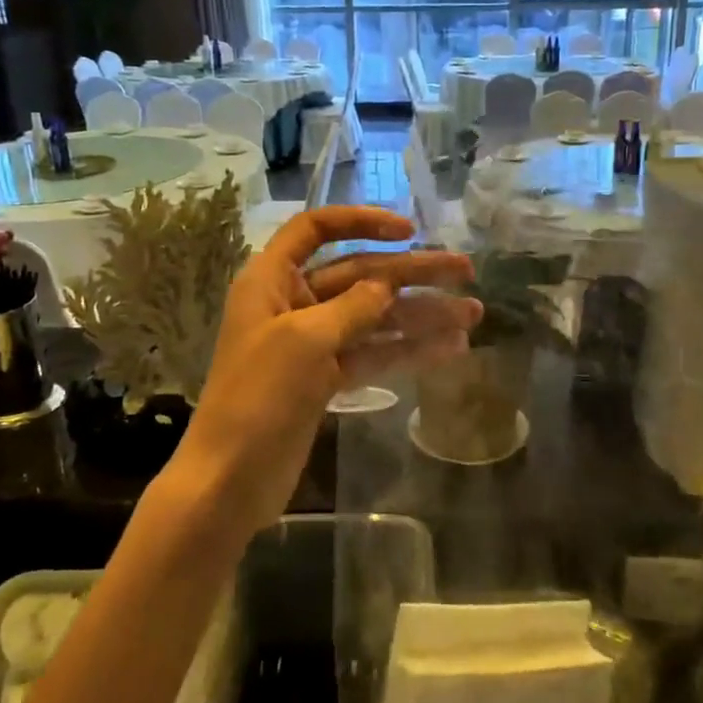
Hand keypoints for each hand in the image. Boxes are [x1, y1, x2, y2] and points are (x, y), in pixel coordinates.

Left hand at [176, 207, 481, 531]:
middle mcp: (292, 302)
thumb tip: (388, 284)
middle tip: (466, 271)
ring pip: (373, 317)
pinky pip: (372, 354)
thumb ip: (353, 306)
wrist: (229, 480)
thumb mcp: (306, 341)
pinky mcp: (326, 379)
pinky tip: (449, 348)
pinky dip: (407, 350)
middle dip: (412, 273)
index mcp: (272, 279)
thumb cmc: (258, 397)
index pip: (316, 229)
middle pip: (359, 274)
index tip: (409, 230)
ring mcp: (311, 342)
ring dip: (420, 315)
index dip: (361, 222)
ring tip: (472, 315)